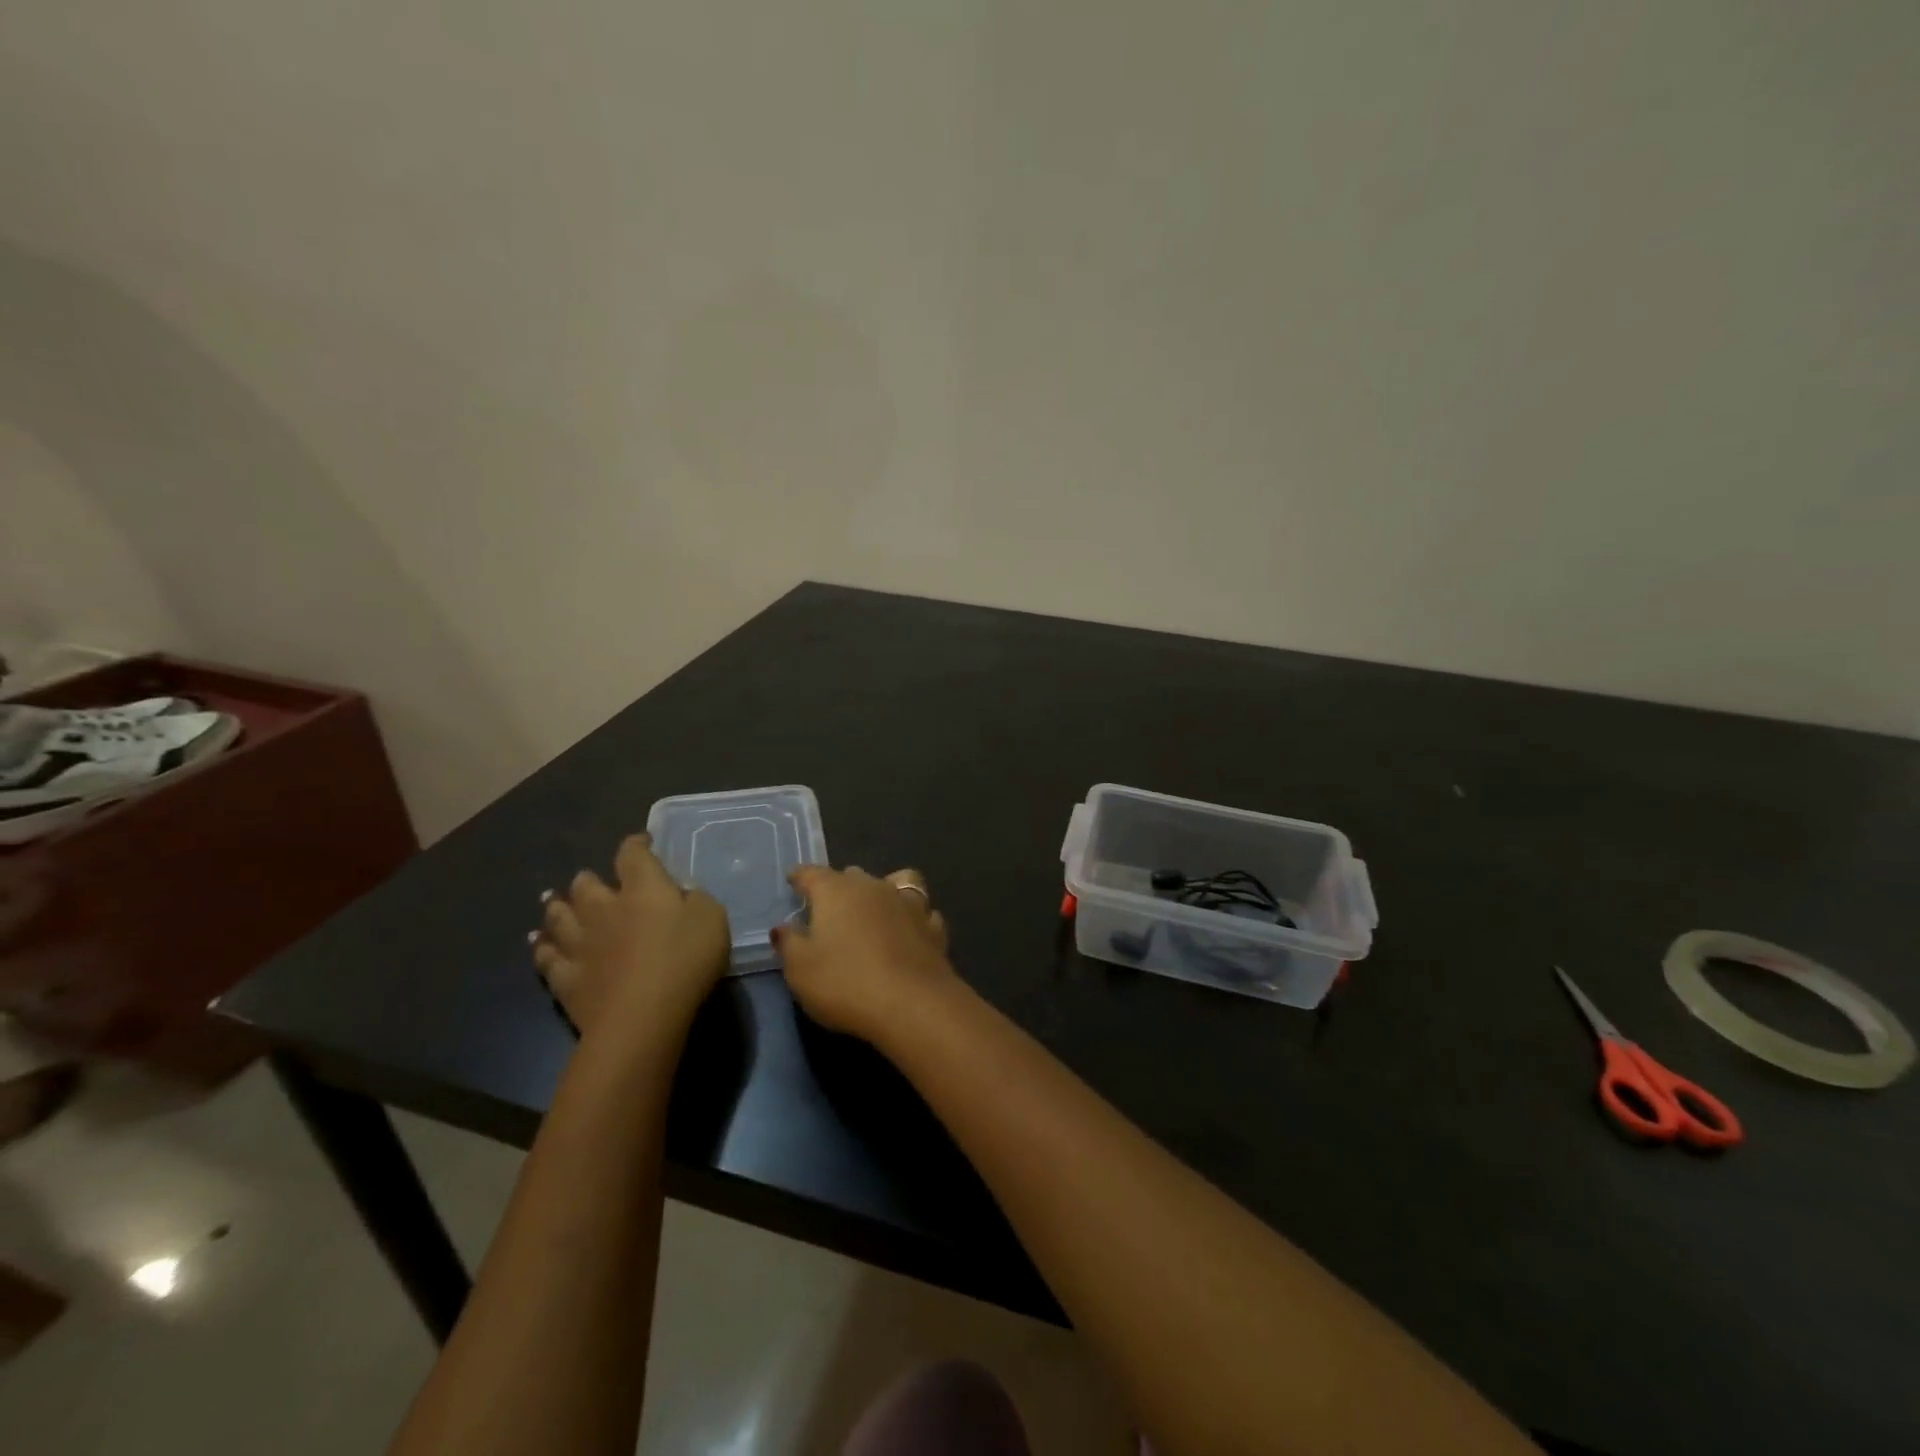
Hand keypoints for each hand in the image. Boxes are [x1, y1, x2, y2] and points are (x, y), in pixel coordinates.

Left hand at [531, 833, 729, 1041]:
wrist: (641, 1017)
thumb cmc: (685, 961)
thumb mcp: (712, 920)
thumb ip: (696, 900)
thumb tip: (681, 894)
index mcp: (643, 889)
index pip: (633, 855)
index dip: (636, 845)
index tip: (643, 843)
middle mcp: (604, 909)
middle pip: (586, 884)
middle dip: (588, 879)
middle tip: (590, 880)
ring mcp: (580, 944)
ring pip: (559, 916)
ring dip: (557, 907)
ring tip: (554, 902)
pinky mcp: (566, 978)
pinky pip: (546, 957)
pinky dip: (541, 947)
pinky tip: (537, 944)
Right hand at [774, 866, 954, 1041]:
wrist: (912, 1004)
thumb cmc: (845, 983)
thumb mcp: (800, 970)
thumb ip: (789, 944)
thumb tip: (783, 927)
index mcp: (836, 891)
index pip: (813, 874)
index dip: (800, 877)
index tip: (793, 880)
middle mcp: (874, 887)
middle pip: (853, 876)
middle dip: (840, 886)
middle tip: (830, 907)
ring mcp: (909, 904)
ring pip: (895, 882)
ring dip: (883, 891)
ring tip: (875, 909)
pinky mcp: (933, 927)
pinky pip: (922, 911)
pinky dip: (913, 917)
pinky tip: (909, 931)